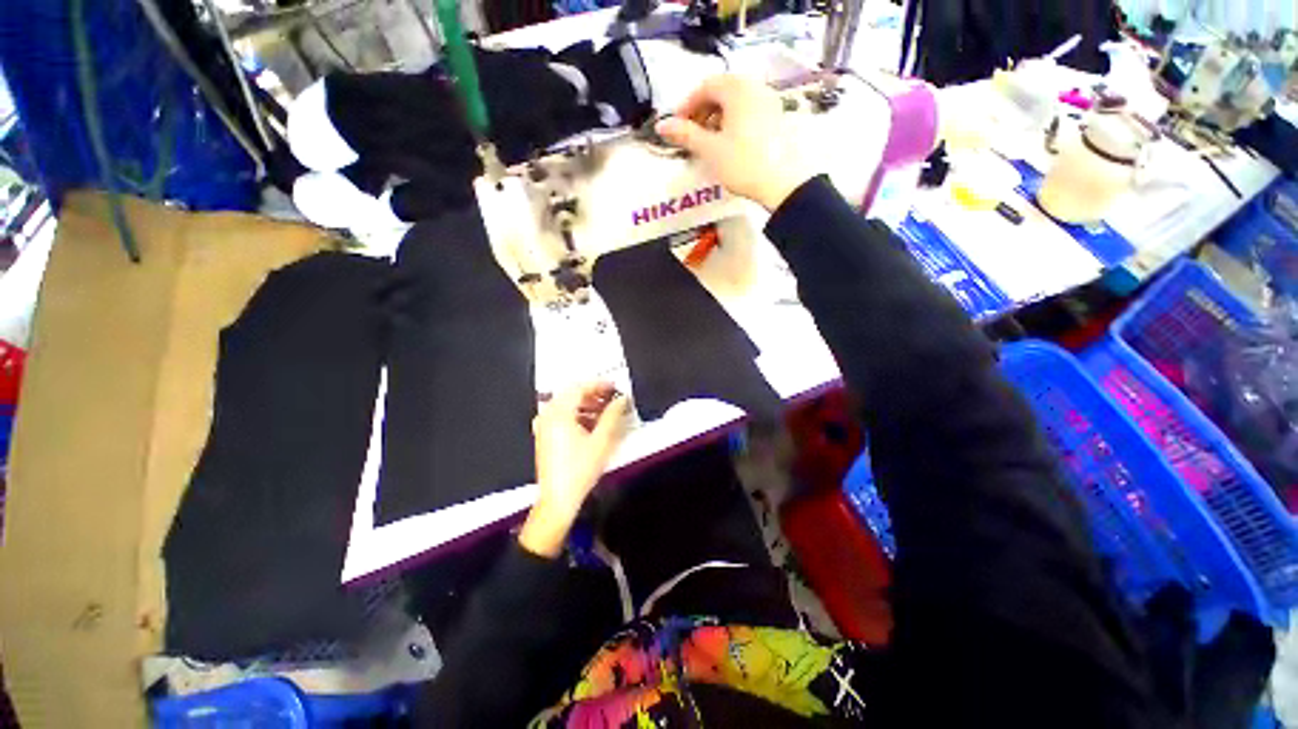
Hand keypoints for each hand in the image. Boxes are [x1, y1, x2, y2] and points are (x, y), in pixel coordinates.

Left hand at [518, 383, 628, 557]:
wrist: (558, 499)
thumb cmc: (580, 469)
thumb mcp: (602, 441)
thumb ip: (613, 415)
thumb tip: (622, 399)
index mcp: (559, 413)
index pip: (579, 388)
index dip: (599, 384)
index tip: (615, 387)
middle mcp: (548, 416)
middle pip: (572, 395)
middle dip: (594, 395)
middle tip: (612, 399)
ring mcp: (544, 426)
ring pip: (567, 406)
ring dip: (587, 405)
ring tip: (606, 413)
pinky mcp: (545, 436)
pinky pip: (562, 417)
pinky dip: (578, 415)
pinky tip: (592, 425)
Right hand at [655, 74, 820, 210]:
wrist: (783, 183)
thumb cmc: (743, 163)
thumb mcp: (710, 150)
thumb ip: (685, 134)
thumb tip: (661, 126)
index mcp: (737, 89)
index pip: (705, 87)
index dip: (687, 106)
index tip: (677, 127)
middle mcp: (755, 87)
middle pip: (722, 91)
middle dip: (703, 110)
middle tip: (692, 134)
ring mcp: (769, 100)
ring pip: (736, 101)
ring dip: (718, 116)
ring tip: (709, 141)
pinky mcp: (777, 116)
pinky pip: (750, 110)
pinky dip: (734, 120)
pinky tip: (730, 142)